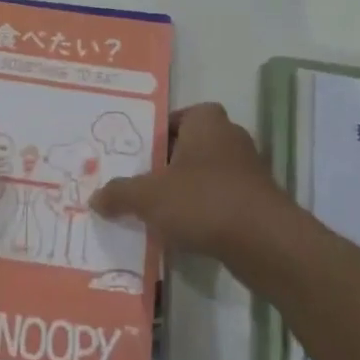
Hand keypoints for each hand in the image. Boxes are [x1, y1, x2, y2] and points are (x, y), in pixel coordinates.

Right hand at [91, 103, 289, 264]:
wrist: (265, 243)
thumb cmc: (203, 201)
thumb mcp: (148, 197)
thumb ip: (119, 194)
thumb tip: (95, 198)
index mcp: (207, 121)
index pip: (178, 117)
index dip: (157, 134)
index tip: (138, 156)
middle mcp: (231, 137)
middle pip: (191, 146)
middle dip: (168, 164)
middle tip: (141, 183)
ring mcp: (249, 170)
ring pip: (206, 175)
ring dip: (186, 190)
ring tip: (158, 211)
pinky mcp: (258, 201)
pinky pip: (222, 200)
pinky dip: (205, 212)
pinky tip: (185, 232)